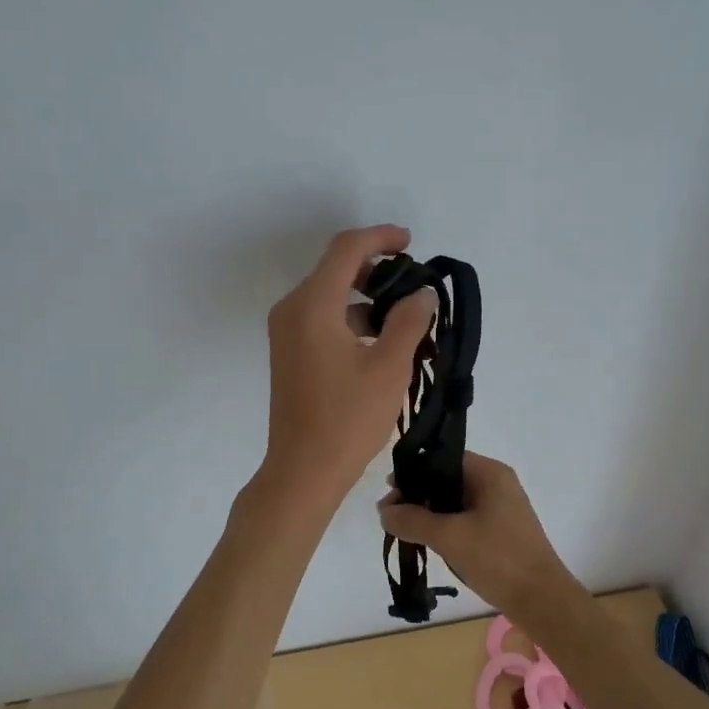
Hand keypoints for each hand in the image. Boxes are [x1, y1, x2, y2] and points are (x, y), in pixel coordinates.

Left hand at [260, 225, 436, 501]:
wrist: (303, 470)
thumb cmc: (348, 419)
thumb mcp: (389, 367)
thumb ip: (409, 321)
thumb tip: (421, 293)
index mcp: (312, 305)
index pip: (346, 249)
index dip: (381, 237)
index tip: (411, 244)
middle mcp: (292, 309)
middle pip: (335, 269)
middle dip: (377, 270)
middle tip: (414, 287)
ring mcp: (286, 332)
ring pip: (330, 296)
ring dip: (367, 299)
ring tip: (407, 322)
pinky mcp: (290, 353)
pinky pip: (323, 319)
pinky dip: (352, 320)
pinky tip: (382, 343)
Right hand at [377, 452, 583, 617]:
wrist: (543, 602)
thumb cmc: (498, 559)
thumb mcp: (449, 537)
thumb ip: (412, 520)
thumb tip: (384, 511)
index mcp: (490, 473)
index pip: (443, 459)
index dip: (414, 473)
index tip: (390, 493)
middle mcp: (497, 484)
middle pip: (447, 480)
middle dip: (418, 496)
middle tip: (391, 516)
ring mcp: (501, 509)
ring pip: (454, 503)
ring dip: (430, 515)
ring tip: (405, 532)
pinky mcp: (500, 532)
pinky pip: (465, 520)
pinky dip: (445, 528)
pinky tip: (428, 544)